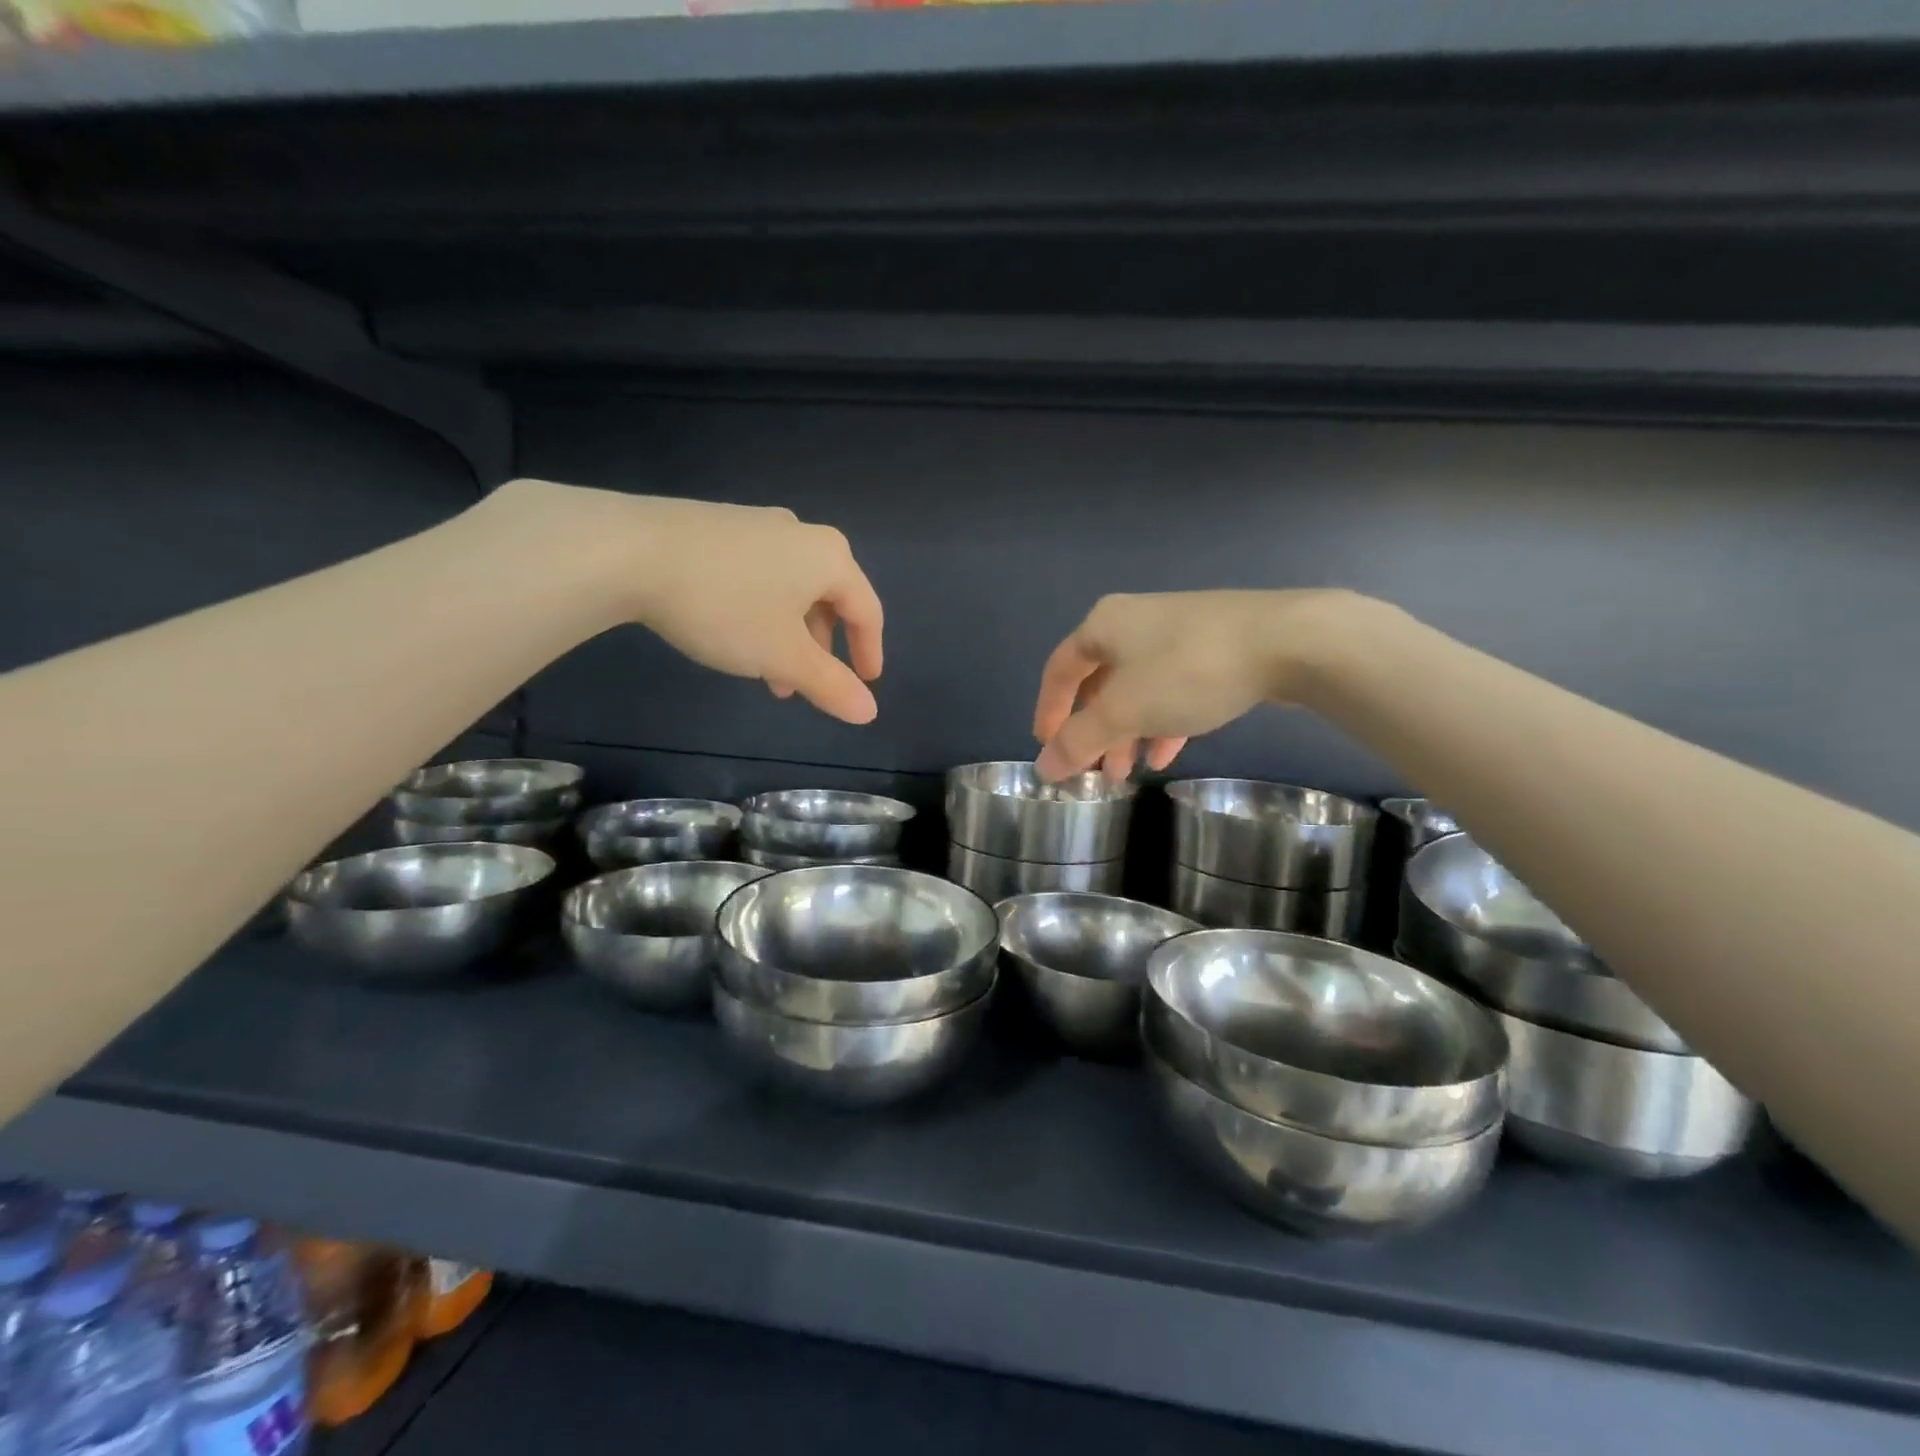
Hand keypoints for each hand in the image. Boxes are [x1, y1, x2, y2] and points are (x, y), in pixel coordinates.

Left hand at [493, 480, 884, 724]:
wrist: (629, 550)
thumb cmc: (725, 606)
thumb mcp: (782, 655)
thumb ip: (830, 684)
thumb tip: (869, 712)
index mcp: (830, 558)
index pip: (867, 610)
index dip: (869, 651)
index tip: (866, 683)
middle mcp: (800, 534)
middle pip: (828, 598)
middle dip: (819, 649)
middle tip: (804, 686)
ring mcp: (756, 525)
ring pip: (790, 589)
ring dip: (787, 636)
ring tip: (764, 672)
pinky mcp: (717, 527)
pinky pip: (758, 575)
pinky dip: (761, 611)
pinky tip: (732, 633)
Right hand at [1032, 589, 1363, 779]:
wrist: (1287, 641)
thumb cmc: (1187, 670)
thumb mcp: (1124, 711)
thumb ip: (1080, 741)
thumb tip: (1044, 767)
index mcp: (1103, 625)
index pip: (1059, 672)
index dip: (1048, 712)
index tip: (1047, 749)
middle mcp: (1134, 622)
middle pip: (1098, 683)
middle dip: (1093, 731)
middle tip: (1092, 771)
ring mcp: (1176, 632)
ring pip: (1136, 690)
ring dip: (1126, 733)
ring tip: (1127, 773)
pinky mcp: (1211, 647)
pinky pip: (1170, 689)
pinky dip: (1160, 722)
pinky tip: (1165, 754)